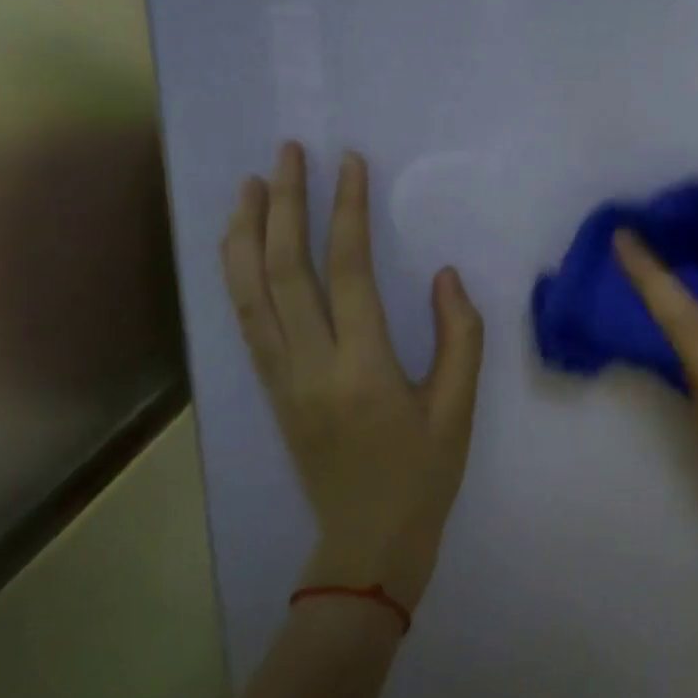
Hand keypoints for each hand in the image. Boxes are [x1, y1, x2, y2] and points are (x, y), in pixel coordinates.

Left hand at [223, 144, 484, 611]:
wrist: (365, 544)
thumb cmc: (422, 476)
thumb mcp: (459, 410)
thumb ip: (460, 337)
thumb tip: (446, 275)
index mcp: (363, 370)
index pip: (349, 273)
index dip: (347, 212)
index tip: (350, 164)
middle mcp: (310, 366)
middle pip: (285, 271)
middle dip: (286, 205)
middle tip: (288, 153)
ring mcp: (280, 379)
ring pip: (250, 294)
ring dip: (247, 233)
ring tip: (251, 185)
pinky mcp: (269, 390)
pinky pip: (245, 323)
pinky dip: (237, 276)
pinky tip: (241, 246)